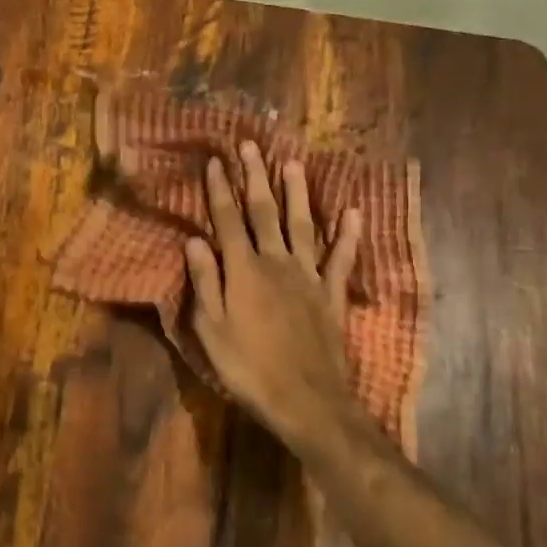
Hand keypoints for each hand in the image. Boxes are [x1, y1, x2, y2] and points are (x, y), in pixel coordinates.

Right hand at [183, 142, 362, 445]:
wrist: (306, 399)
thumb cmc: (248, 368)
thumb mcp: (211, 330)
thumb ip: (205, 282)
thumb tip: (194, 241)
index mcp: (243, 271)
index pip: (228, 221)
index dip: (220, 190)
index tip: (216, 161)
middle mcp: (276, 263)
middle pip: (264, 213)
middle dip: (256, 178)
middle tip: (251, 146)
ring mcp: (308, 276)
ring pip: (302, 225)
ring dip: (297, 193)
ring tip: (293, 163)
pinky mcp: (331, 294)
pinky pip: (340, 258)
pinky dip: (348, 234)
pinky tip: (352, 211)